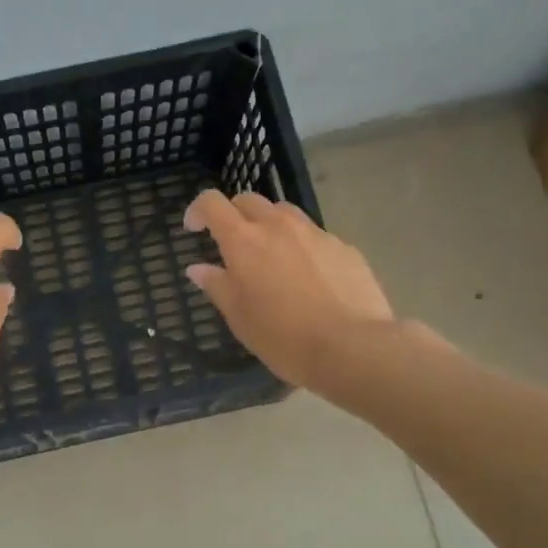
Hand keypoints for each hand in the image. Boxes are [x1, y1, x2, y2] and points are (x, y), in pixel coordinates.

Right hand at [183, 189, 394, 391]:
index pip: (212, 203)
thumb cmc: (283, 337)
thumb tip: (198, 268)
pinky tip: (308, 276)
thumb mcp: (239, 317)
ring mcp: (314, 233)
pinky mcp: (344, 247)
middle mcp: (278, 226)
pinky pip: (314, 235)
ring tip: (271, 254)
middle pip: (248, 200)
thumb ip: (217, 286)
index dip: (198, 210)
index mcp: (244, 241)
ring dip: (269, 224)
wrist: (352, 347)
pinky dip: (301, 245)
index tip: (194, 229)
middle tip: (232, 243)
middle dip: (234, 214)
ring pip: (284, 212)